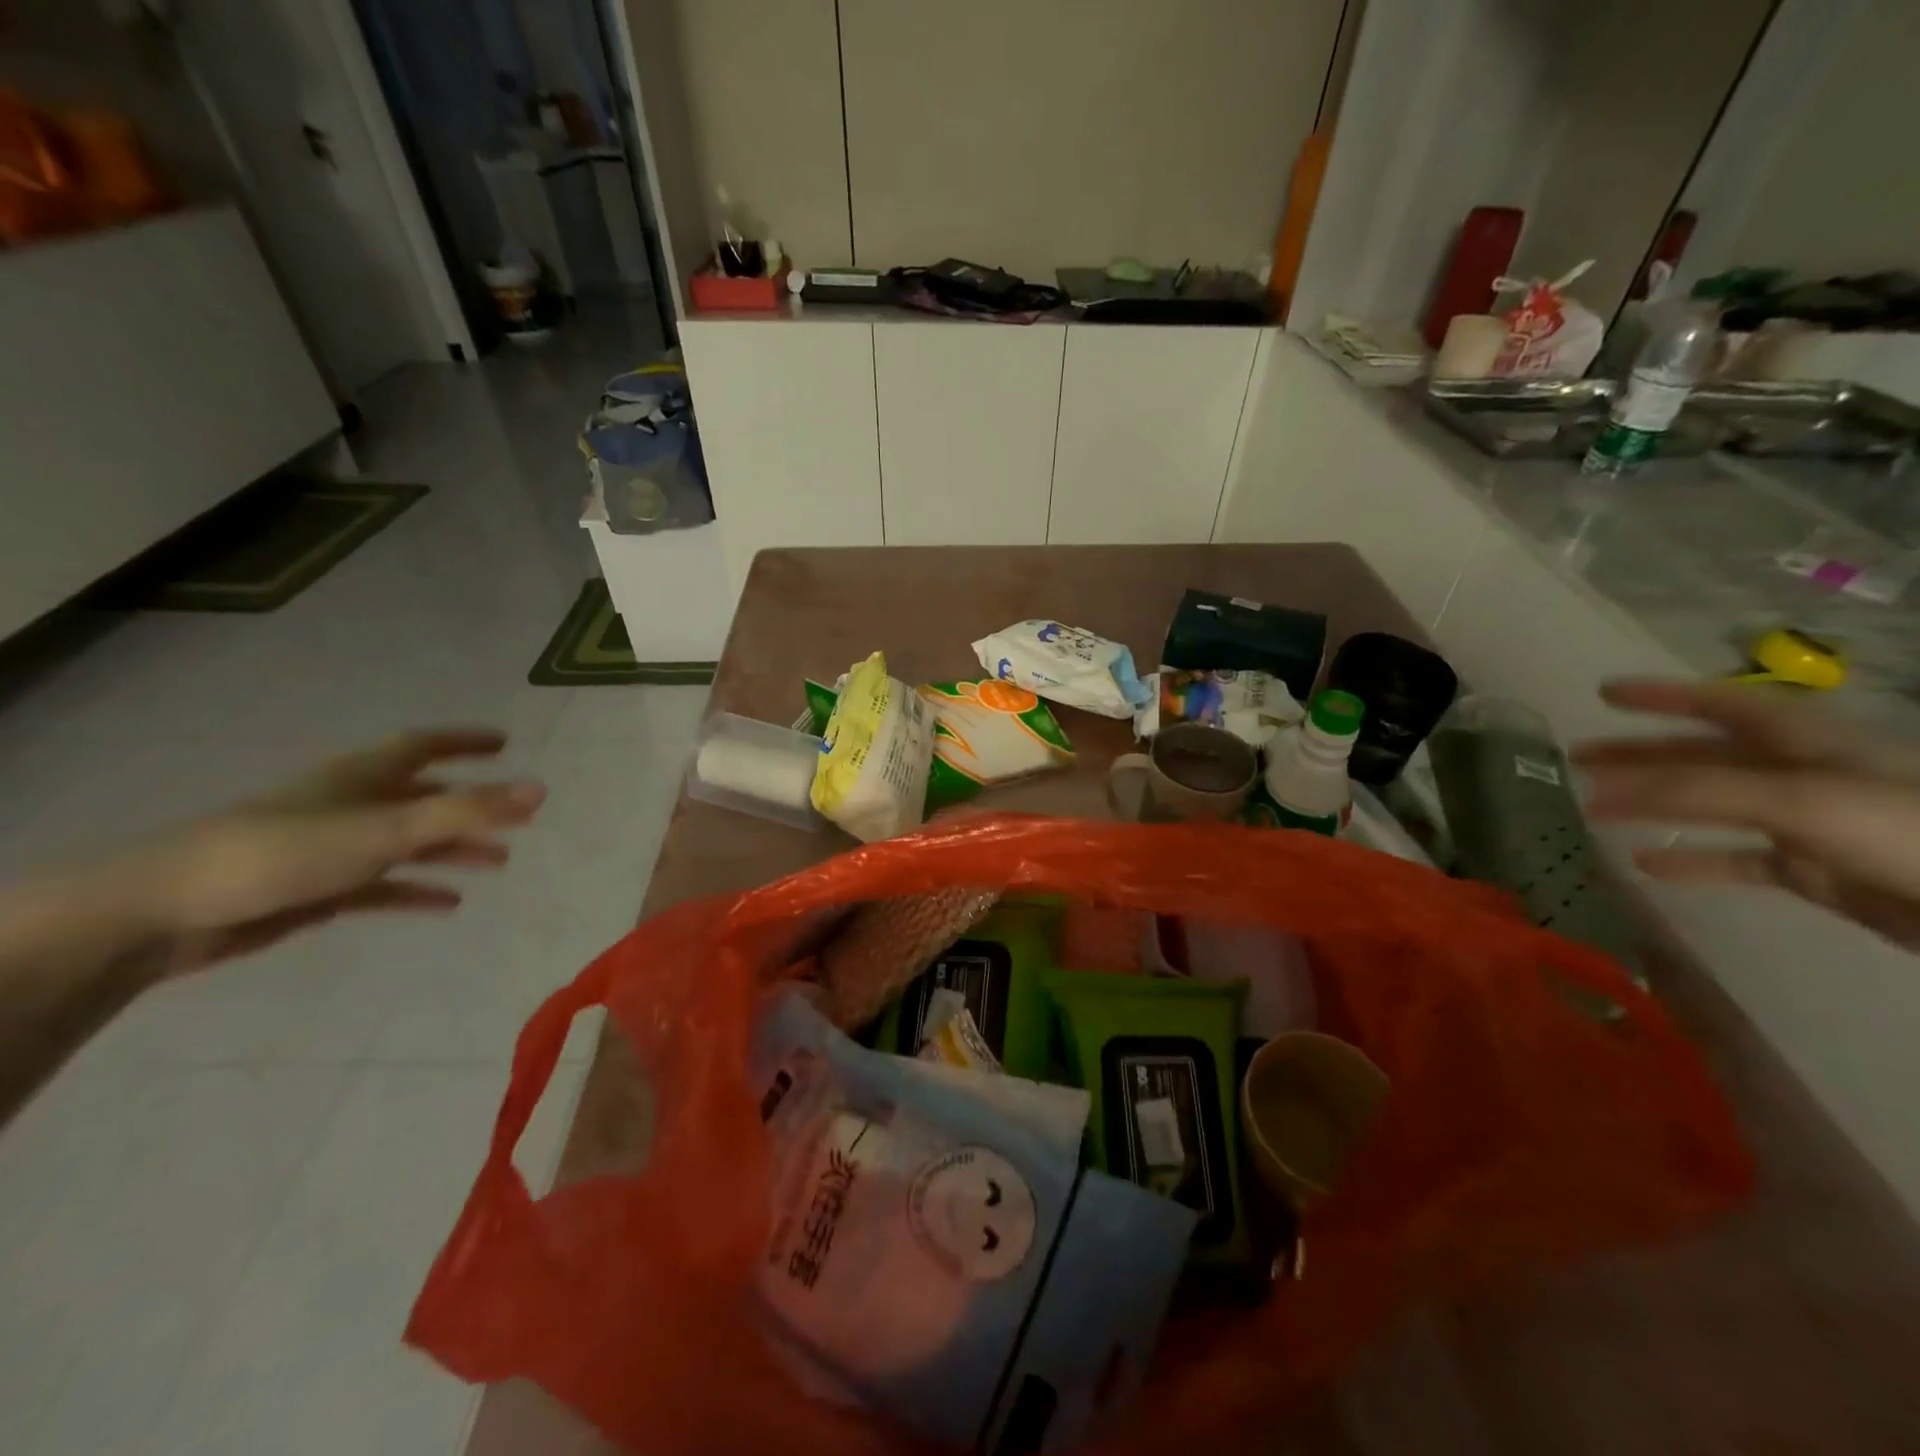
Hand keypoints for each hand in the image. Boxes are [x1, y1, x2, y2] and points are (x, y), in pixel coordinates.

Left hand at [106, 729, 545, 977]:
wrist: (165, 913)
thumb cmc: (282, 853)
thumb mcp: (384, 830)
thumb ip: (465, 811)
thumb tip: (541, 789)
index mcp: (361, 778)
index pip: (423, 746)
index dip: (464, 741)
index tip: (504, 743)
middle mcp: (350, 805)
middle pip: (423, 797)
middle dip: (471, 804)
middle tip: (518, 816)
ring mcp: (333, 848)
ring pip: (408, 843)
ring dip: (453, 849)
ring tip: (499, 861)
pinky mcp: (318, 888)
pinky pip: (383, 885)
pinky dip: (417, 890)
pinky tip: (448, 903)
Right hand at [1575, 680, 1919, 948]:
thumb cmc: (1900, 830)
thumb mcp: (1793, 798)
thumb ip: (1692, 791)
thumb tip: (1600, 788)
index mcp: (1803, 742)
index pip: (1719, 704)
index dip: (1662, 695)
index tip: (1604, 693)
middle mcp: (1800, 774)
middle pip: (1703, 755)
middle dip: (1639, 754)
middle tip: (1576, 758)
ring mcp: (1807, 823)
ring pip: (1710, 806)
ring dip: (1652, 805)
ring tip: (1592, 809)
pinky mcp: (1815, 871)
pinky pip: (1735, 860)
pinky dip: (1691, 861)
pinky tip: (1648, 865)